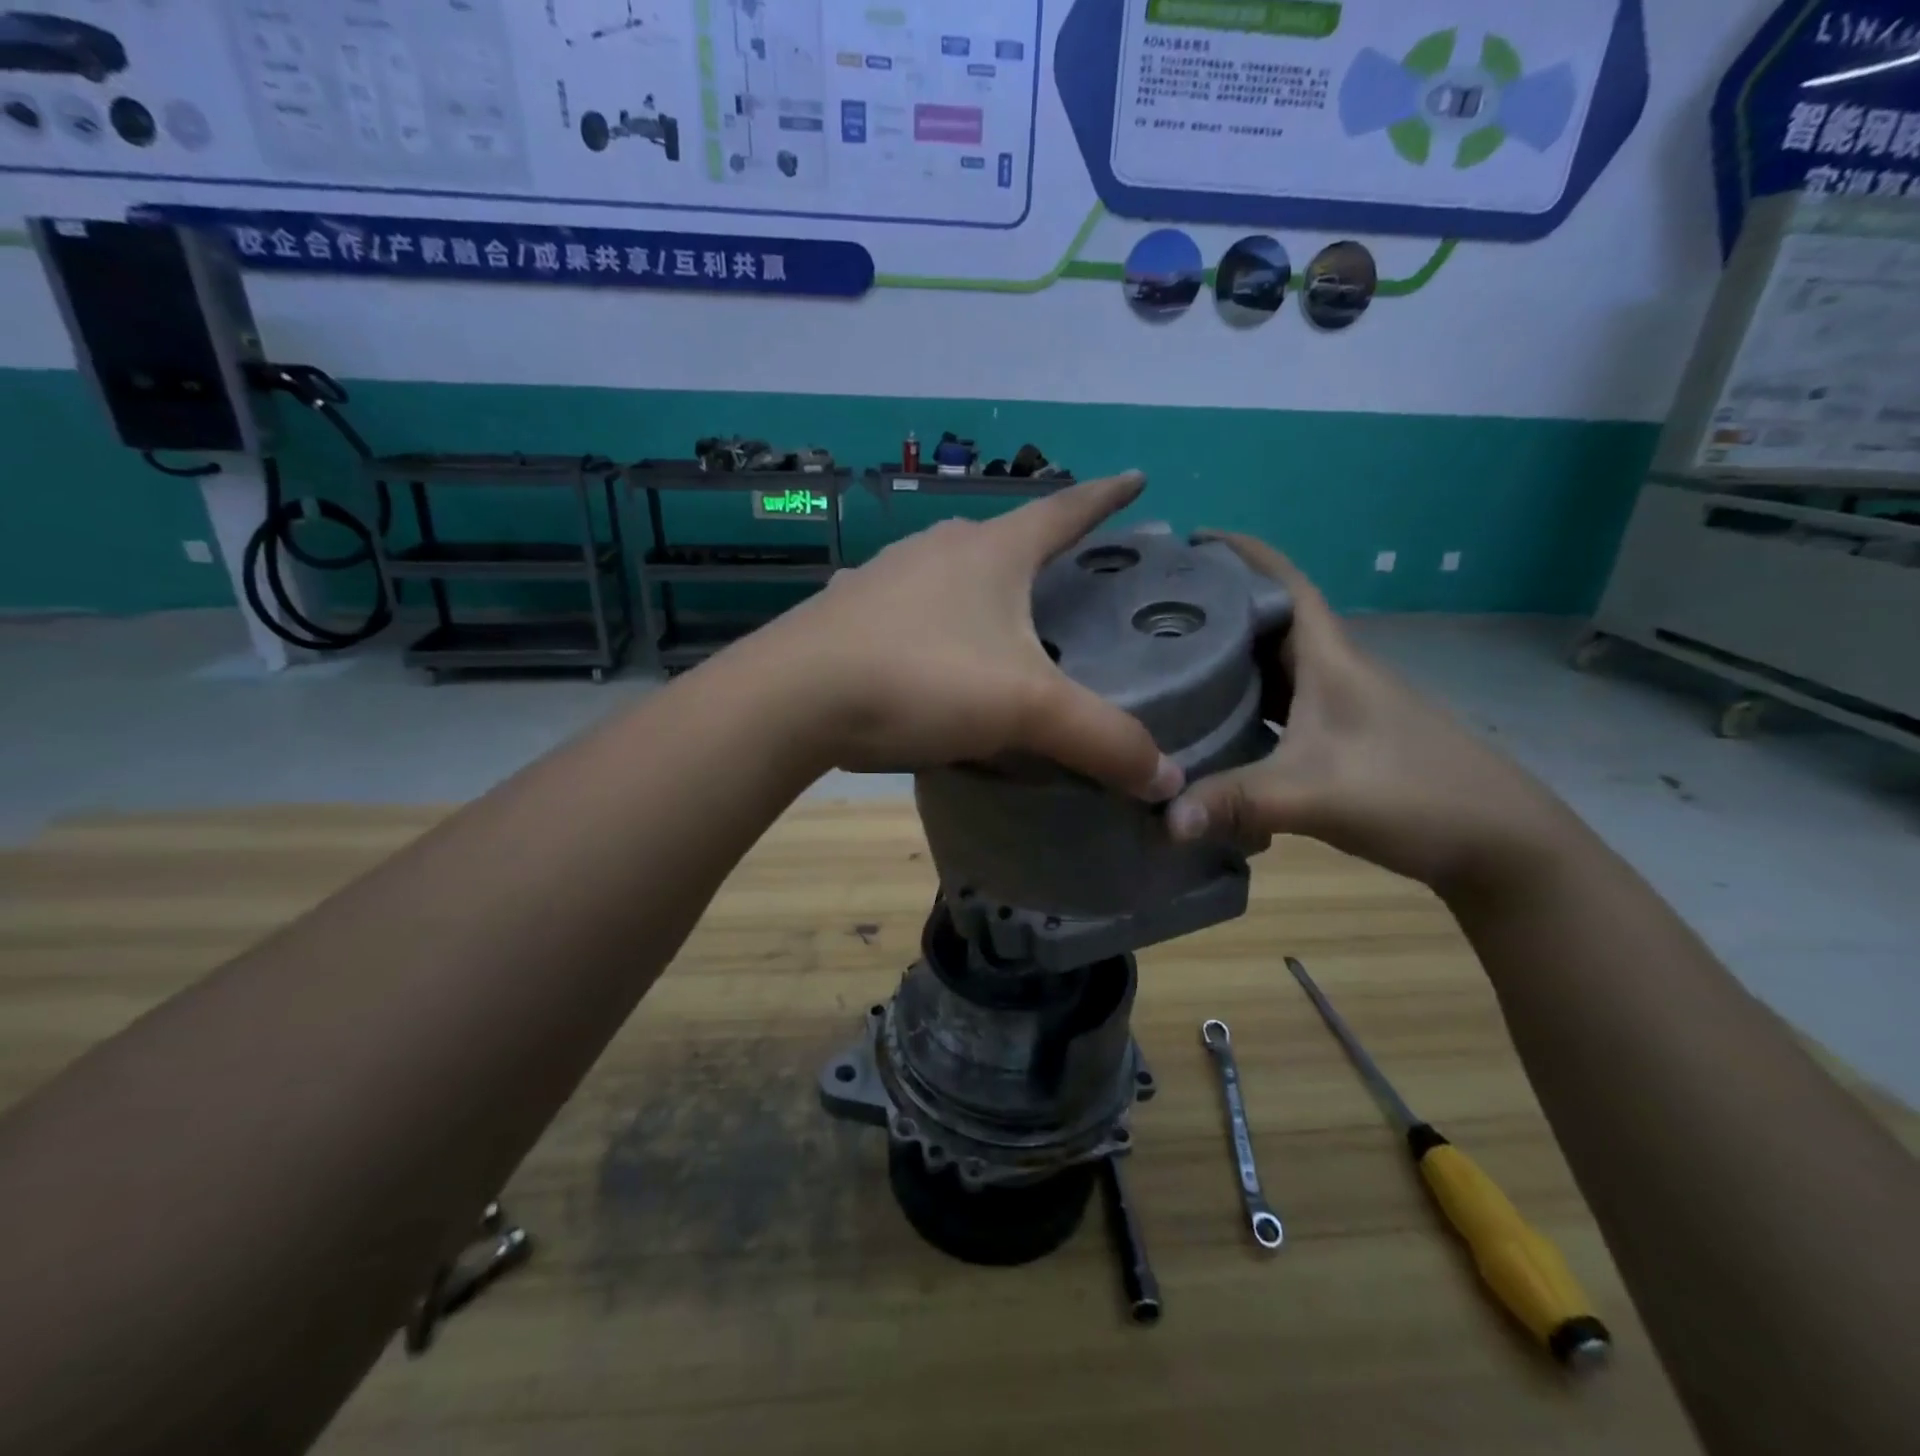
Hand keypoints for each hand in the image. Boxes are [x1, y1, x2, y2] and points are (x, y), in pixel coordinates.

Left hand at [759, 472, 1182, 800]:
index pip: (1063, 510)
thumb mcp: (1025, 709)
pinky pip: (905, 610)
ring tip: (999, 615)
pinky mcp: (846, 614)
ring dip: (979, 586)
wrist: (792, 699)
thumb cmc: (921, 680)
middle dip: (1038, 546)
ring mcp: (883, 577)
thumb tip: (1168, 780)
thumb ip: (1100, 739)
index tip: (1135, 479)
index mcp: (990, 552)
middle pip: (1002, 537)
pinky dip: (930, 623)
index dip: (1105, 497)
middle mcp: (936, 549)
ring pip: (948, 572)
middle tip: (1067, 570)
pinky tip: (926, 653)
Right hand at [1165, 534, 1570, 893]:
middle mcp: (1335, 673)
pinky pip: (1281, 709)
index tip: (1195, 541)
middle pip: (1271, 624)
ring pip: (1275, 669)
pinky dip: (1247, 707)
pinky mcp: (1343, 743)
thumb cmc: (1412, 794)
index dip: (1245, 554)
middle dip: (1220, 609)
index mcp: (1331, 660)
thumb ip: (1235, 802)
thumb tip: (1163, 819)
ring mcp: (1342, 709)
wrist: (1500, 844)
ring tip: (1173, 664)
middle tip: (1159, 611)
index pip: (1287, 584)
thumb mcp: (1313, 795)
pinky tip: (1217, 727)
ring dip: (1232, 661)